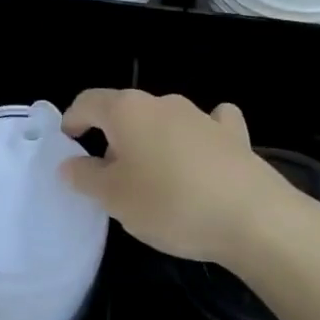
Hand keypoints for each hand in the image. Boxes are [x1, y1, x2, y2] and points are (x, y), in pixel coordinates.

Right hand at [60, 90, 295, 267]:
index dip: (72, 119)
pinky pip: (208, 125)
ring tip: (152, 176)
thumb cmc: (170, 204)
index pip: (88, 101)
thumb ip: (86, 177)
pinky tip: (202, 153)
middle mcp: (162, 102)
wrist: (253, 218)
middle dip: (111, 136)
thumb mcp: (114, 198)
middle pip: (125, 111)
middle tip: (107, 175)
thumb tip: (70, 164)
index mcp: (127, 110)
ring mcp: (201, 115)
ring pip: (163, 119)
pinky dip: (197, 136)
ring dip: (151, 140)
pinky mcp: (233, 134)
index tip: (67, 144)